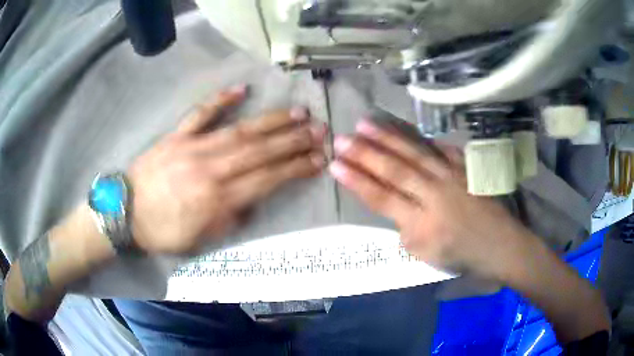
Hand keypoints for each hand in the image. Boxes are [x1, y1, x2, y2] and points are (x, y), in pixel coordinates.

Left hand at [128, 85, 326, 254]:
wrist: (125, 212)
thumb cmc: (163, 231)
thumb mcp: (200, 240)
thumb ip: (229, 220)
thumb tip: (251, 201)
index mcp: (218, 199)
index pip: (267, 179)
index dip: (295, 168)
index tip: (318, 159)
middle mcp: (211, 169)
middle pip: (260, 151)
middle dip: (293, 140)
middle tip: (319, 130)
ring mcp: (193, 147)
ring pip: (239, 131)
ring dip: (271, 121)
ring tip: (297, 113)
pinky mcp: (177, 136)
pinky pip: (201, 114)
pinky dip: (221, 101)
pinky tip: (241, 89)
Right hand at [329, 119, 533, 279]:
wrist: (500, 244)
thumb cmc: (462, 255)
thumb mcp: (426, 257)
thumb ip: (405, 232)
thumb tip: (394, 208)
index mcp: (422, 224)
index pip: (382, 198)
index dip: (357, 181)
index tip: (335, 165)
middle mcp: (435, 195)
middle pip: (394, 170)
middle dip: (364, 153)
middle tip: (341, 139)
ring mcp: (452, 176)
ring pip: (414, 153)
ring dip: (387, 137)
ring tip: (365, 123)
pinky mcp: (465, 167)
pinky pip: (439, 148)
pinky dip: (420, 138)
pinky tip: (403, 128)